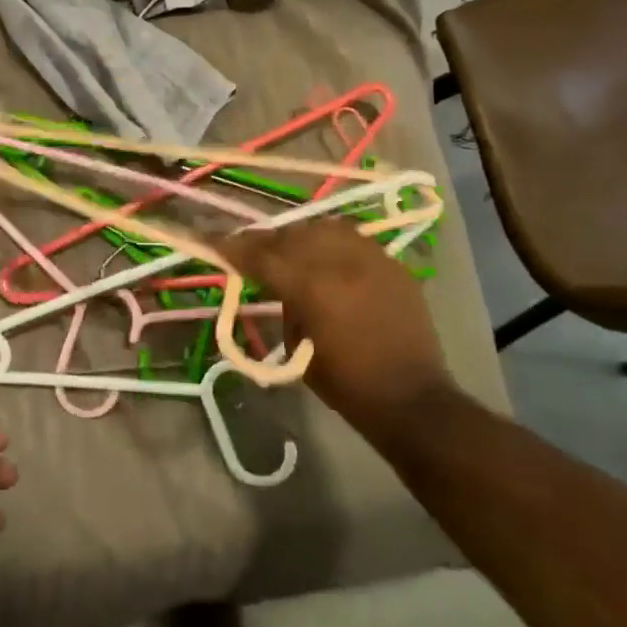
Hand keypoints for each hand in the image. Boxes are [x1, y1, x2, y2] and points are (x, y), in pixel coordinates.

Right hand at [223, 218, 451, 433]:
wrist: (412, 398)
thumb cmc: (347, 383)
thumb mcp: (297, 347)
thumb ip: (285, 305)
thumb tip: (277, 283)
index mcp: (311, 286)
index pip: (262, 256)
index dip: (234, 249)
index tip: (215, 244)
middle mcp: (340, 262)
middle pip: (291, 235)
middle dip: (266, 241)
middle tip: (251, 251)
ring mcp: (371, 258)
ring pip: (324, 228)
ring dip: (300, 236)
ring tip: (290, 249)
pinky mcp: (392, 264)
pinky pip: (354, 239)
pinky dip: (332, 242)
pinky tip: (326, 256)